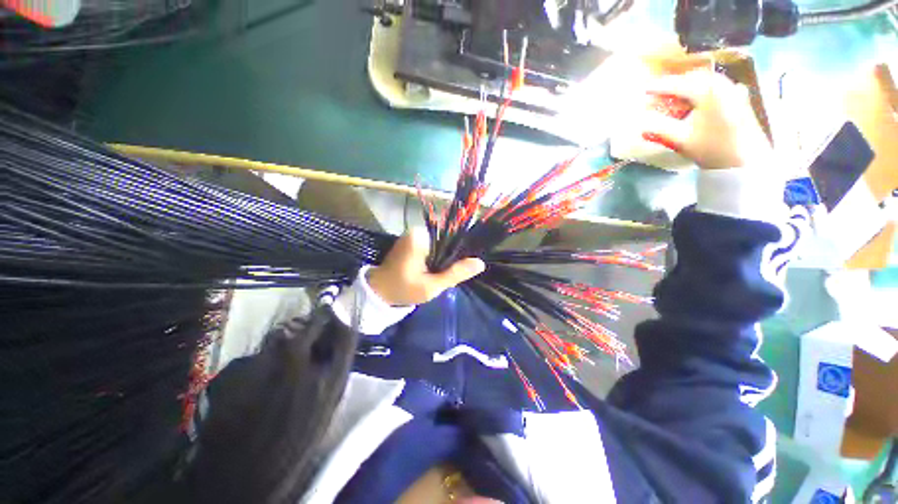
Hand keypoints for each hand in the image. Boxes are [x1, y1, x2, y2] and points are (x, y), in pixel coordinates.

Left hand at [367, 228, 484, 305]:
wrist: (379, 292)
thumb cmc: (404, 289)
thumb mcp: (432, 286)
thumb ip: (455, 273)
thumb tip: (480, 263)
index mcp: (420, 237)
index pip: (451, 240)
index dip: (457, 255)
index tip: (455, 270)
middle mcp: (416, 231)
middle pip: (445, 242)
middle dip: (447, 259)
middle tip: (441, 276)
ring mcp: (412, 235)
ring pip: (438, 245)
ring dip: (440, 259)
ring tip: (435, 274)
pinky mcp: (410, 240)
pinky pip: (430, 246)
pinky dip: (433, 257)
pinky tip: (430, 270)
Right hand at [642, 70, 772, 169]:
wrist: (745, 160)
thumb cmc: (712, 149)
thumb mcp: (682, 140)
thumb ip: (660, 128)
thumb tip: (641, 123)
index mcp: (709, 92)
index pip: (679, 85)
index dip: (660, 87)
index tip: (644, 89)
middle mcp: (723, 85)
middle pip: (695, 78)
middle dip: (676, 84)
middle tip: (660, 93)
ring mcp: (733, 90)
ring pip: (707, 81)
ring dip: (689, 86)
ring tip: (676, 97)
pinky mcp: (739, 98)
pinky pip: (717, 86)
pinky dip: (702, 90)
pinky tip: (696, 100)